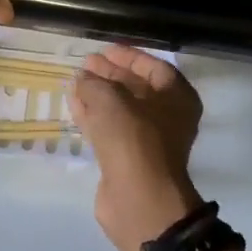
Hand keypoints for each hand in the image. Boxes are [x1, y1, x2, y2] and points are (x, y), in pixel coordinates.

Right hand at [71, 46, 205, 250]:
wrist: (138, 199)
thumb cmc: (134, 139)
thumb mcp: (111, 100)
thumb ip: (94, 83)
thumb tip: (82, 77)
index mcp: (178, 98)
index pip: (154, 67)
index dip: (128, 57)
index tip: (103, 50)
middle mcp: (167, 117)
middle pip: (136, 88)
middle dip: (110, 75)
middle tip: (85, 64)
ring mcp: (148, 141)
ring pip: (120, 110)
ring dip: (98, 95)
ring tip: (75, 80)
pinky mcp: (127, 159)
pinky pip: (109, 129)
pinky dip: (93, 115)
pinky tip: (74, 104)